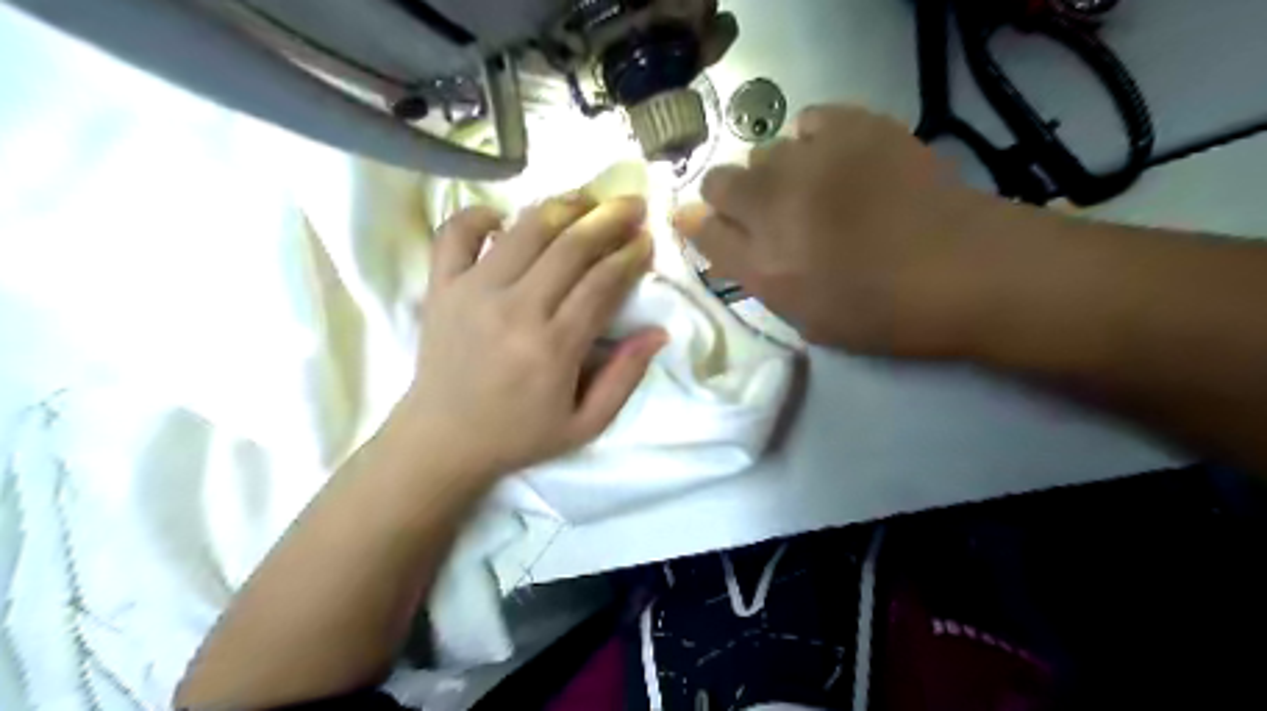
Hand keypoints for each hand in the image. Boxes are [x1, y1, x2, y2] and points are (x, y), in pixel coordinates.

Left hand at [402, 194, 663, 483]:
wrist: (442, 440)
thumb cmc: (519, 434)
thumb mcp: (585, 424)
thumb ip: (624, 378)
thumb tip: (658, 332)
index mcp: (552, 347)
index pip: (601, 283)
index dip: (629, 255)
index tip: (647, 239)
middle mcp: (514, 309)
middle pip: (569, 246)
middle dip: (607, 218)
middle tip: (631, 204)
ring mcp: (472, 292)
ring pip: (524, 230)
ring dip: (561, 206)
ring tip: (586, 198)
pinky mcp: (441, 287)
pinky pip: (455, 233)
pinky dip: (478, 215)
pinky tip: (502, 217)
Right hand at [679, 103, 1017, 360]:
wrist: (964, 271)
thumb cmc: (882, 313)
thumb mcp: (804, 318)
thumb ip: (754, 276)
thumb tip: (712, 236)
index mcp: (762, 266)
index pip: (700, 229)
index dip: (699, 226)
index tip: (713, 228)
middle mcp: (773, 207)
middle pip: (719, 182)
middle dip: (731, 198)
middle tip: (769, 217)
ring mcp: (813, 161)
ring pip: (763, 151)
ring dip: (776, 173)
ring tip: (813, 190)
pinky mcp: (855, 128)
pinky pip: (810, 119)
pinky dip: (814, 139)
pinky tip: (836, 160)